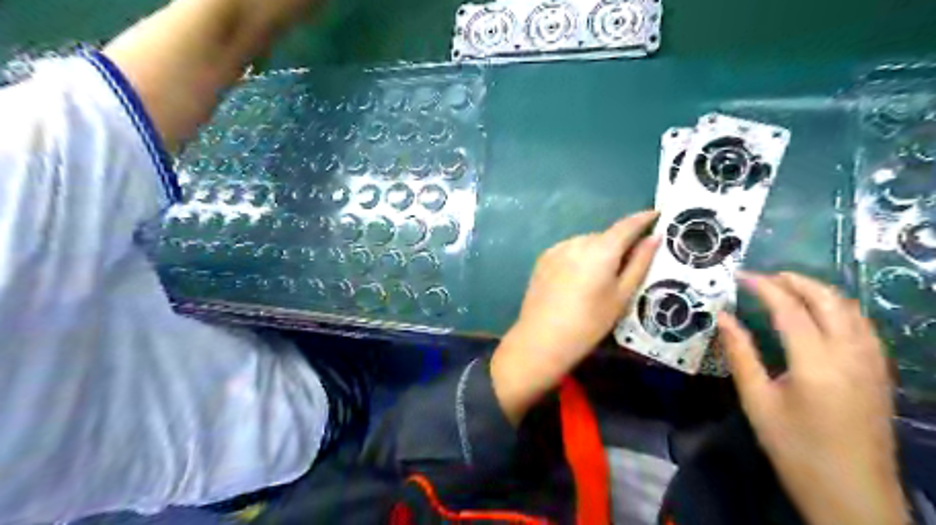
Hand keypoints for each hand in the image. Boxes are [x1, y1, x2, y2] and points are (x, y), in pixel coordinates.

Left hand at [491, 209, 656, 425]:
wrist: (541, 339)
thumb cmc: (588, 323)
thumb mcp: (621, 297)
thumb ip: (639, 264)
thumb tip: (654, 238)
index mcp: (600, 249)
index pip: (626, 225)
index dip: (643, 218)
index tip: (657, 214)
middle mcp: (577, 241)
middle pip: (605, 236)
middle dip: (618, 244)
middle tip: (627, 265)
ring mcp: (557, 248)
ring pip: (586, 243)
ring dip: (597, 252)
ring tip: (599, 279)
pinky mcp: (543, 258)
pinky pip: (569, 250)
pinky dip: (579, 258)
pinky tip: (577, 281)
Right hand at [718, 273, 907, 523]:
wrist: (852, 494)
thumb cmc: (795, 448)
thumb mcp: (757, 401)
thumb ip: (740, 354)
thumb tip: (722, 317)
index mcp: (816, 364)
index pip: (790, 309)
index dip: (764, 286)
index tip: (740, 276)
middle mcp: (851, 355)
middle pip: (828, 300)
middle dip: (795, 280)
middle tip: (763, 277)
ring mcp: (873, 363)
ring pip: (851, 309)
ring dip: (818, 291)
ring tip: (786, 287)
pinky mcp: (880, 372)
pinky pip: (862, 325)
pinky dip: (838, 307)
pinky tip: (818, 313)